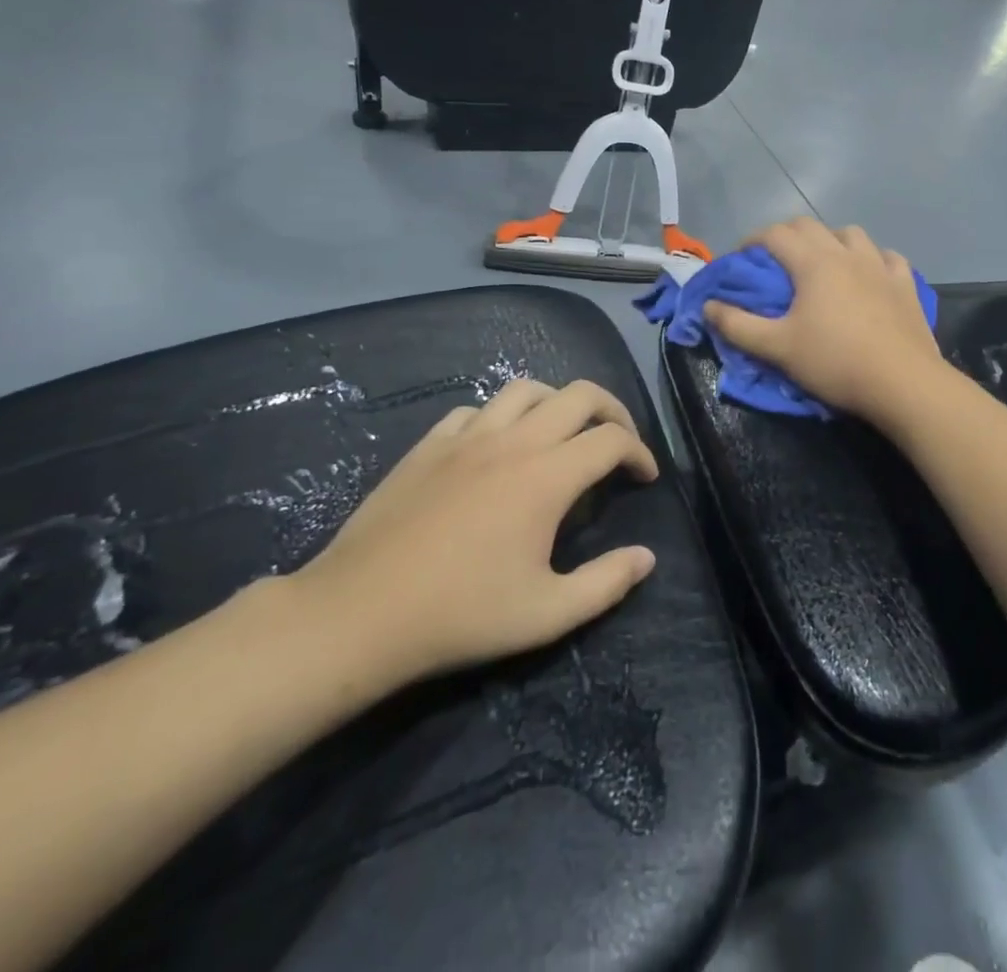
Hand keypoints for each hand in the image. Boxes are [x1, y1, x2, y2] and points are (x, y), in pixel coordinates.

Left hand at [288, 379, 659, 693]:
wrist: (360, 612)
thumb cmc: (460, 615)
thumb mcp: (547, 615)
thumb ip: (606, 583)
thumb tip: (646, 558)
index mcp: (547, 477)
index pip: (612, 440)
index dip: (640, 452)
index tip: (645, 477)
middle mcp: (513, 441)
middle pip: (579, 394)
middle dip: (612, 410)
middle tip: (619, 441)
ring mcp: (467, 437)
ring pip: (526, 389)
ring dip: (558, 403)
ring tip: (563, 434)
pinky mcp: (430, 444)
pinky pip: (477, 410)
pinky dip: (502, 417)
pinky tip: (498, 447)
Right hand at [703, 217, 946, 419]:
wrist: (902, 383)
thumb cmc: (834, 362)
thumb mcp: (777, 348)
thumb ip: (737, 325)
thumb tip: (708, 306)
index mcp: (813, 263)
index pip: (775, 234)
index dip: (752, 240)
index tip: (741, 258)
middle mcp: (847, 254)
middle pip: (810, 226)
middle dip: (787, 235)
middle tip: (774, 259)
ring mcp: (881, 266)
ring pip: (852, 235)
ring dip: (831, 240)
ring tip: (823, 263)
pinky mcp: (906, 285)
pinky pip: (888, 258)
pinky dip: (873, 259)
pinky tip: (870, 274)